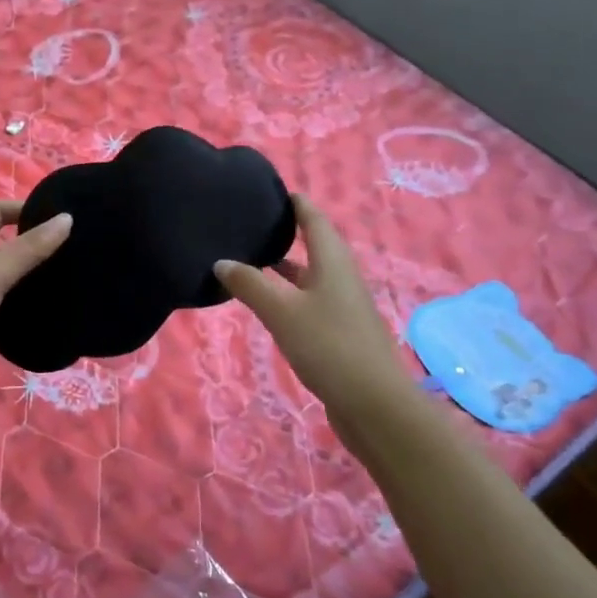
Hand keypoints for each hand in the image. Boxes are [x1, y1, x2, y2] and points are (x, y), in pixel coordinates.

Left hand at [0, 201, 72, 411]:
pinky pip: (0, 319)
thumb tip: (66, 218)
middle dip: (31, 251)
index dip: (23, 210)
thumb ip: (30, 248)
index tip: (60, 217)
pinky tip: (50, 320)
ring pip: (2, 287)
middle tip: (73, 254)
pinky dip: (19, 319)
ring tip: (69, 285)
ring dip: (27, 287)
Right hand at [214, 194, 412, 433]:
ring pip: (311, 276)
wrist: (375, 406)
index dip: (295, 203)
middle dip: (286, 233)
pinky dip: (289, 294)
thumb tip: (221, 261)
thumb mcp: (281, 312)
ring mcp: (344, 307)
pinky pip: (311, 301)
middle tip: (251, 225)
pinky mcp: (341, 333)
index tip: (270, 191)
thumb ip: (250, 285)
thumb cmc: (328, 347)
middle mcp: (341, 278)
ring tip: (251, 260)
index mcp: (333, 262)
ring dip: (285, 267)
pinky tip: (268, 305)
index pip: (314, 219)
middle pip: (315, 246)